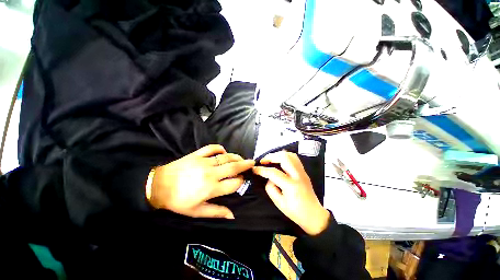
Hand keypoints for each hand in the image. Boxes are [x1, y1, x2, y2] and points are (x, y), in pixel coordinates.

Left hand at [149, 145, 253, 218]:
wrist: (158, 186)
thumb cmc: (178, 201)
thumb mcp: (197, 211)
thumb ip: (217, 212)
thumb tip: (233, 215)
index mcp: (211, 188)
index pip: (234, 183)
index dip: (240, 181)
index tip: (242, 180)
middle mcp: (211, 173)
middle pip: (233, 167)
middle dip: (245, 165)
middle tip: (252, 163)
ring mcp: (204, 162)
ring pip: (225, 157)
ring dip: (236, 157)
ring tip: (242, 158)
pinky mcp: (197, 155)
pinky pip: (212, 148)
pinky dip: (220, 148)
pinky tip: (223, 151)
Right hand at [252, 151, 329, 234]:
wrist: (314, 215)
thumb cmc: (296, 212)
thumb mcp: (279, 203)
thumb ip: (271, 188)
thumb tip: (268, 178)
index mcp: (291, 185)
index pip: (273, 172)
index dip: (262, 170)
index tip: (254, 169)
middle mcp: (298, 175)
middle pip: (284, 157)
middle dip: (271, 156)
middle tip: (263, 161)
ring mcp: (302, 172)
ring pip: (290, 155)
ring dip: (278, 155)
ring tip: (271, 160)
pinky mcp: (304, 171)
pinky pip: (294, 158)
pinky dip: (285, 157)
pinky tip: (279, 161)